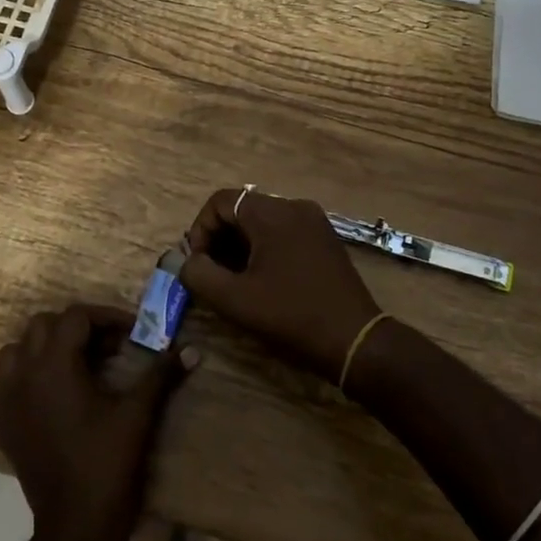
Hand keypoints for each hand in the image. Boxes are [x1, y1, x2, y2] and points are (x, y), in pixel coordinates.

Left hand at [0, 305, 194, 540]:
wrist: (76, 528)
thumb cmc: (108, 465)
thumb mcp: (139, 415)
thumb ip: (161, 375)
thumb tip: (190, 349)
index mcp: (56, 366)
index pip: (76, 316)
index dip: (106, 318)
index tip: (132, 334)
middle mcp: (23, 376)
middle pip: (42, 326)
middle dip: (75, 328)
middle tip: (107, 348)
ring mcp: (5, 403)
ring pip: (13, 353)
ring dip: (40, 350)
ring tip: (71, 366)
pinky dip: (9, 389)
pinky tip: (33, 399)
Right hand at [178, 188, 381, 382]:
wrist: (354, 339)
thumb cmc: (291, 315)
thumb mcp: (235, 300)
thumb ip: (199, 275)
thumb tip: (185, 261)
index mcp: (271, 212)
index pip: (220, 202)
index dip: (200, 230)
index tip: (198, 264)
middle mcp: (293, 206)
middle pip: (241, 209)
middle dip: (219, 239)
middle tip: (212, 274)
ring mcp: (314, 221)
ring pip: (262, 221)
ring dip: (240, 245)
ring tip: (235, 280)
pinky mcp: (325, 238)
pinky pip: (283, 231)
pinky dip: (264, 248)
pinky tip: (263, 280)